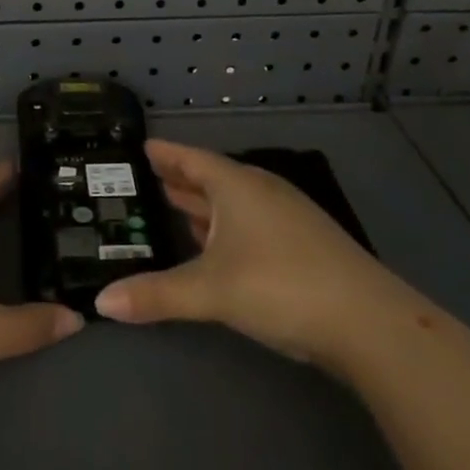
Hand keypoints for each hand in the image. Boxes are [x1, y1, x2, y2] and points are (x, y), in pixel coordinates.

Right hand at [94, 140, 394, 367]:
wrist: (368, 321)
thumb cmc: (280, 285)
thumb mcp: (211, 290)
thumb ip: (156, 294)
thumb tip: (101, 302)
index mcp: (237, 185)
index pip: (191, 159)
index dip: (165, 154)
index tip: (140, 147)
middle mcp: (260, 191)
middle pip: (212, 178)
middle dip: (180, 179)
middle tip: (145, 180)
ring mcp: (286, 216)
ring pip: (233, 202)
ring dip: (203, 205)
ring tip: (173, 207)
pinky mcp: (302, 243)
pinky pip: (250, 222)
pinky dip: (225, 227)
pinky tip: (217, 246)